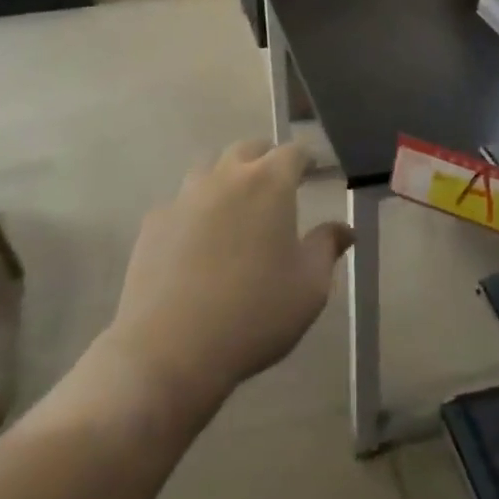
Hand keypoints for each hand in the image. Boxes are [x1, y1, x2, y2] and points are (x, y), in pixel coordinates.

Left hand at [105, 140, 352, 418]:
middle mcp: (225, 177)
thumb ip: (326, 248)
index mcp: (269, 183)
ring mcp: (184, 196)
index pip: (293, 152)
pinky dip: (196, 210)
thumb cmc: (254, 314)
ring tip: (236, 209)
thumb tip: (344, 229)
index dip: (305, 160)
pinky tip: (198, 242)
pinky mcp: (154, 221)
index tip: (311, 172)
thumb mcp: (308, 288)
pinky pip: (181, 202)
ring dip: (227, 178)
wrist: (170, 349)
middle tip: (276, 186)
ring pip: (210, 169)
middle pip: (247, 150)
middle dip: (265, 160)